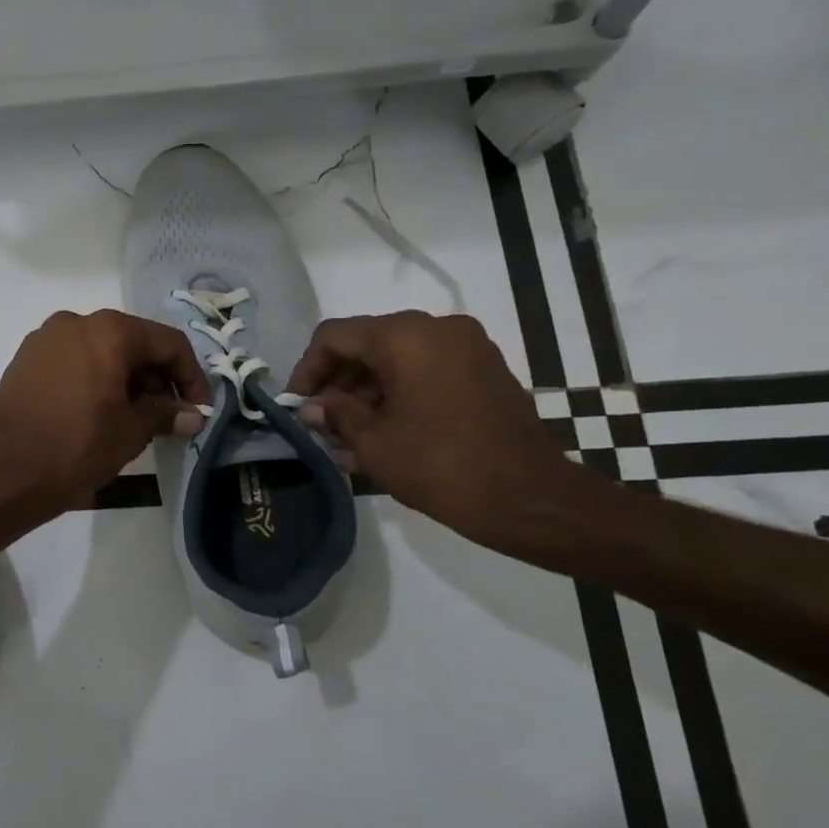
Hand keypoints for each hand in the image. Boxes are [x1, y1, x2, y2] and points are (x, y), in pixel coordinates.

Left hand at [0, 310, 210, 516]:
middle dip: (156, 377)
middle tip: (168, 415)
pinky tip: (98, 409)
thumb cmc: (78, 447)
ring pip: (102, 349)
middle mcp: (77, 321)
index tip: (198, 409)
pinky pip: (73, 359)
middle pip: (133, 342)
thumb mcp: (132, 431)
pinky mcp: (26, 357)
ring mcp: (46, 337)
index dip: (191, 376)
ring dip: (125, 377)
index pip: (168, 343)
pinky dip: (94, 377)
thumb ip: (166, 413)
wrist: (6, 471)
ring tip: (133, 416)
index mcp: (110, 331)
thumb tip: (191, 414)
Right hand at [287, 312, 584, 551]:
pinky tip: (385, 432)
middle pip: (367, 344)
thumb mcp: (374, 444)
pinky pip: (427, 370)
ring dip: (368, 392)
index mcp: (404, 336)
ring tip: (349, 437)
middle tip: (322, 424)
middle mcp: (436, 328)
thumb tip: (313, 407)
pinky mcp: (485, 370)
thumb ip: (335, 415)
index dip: (307, 369)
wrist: (531, 499)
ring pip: (398, 359)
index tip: (297, 405)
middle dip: (338, 384)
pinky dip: (400, 394)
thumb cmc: (442, 466)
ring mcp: (467, 347)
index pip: (335, 337)